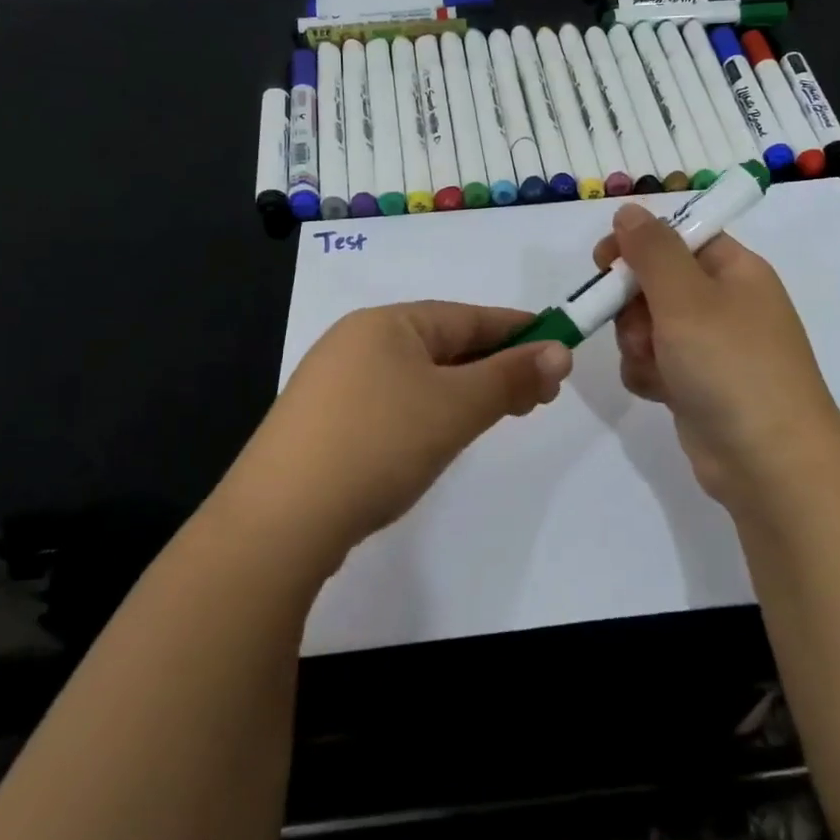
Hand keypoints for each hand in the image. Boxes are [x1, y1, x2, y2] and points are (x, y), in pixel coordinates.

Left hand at [220, 303, 572, 576]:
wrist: (278, 523)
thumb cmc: (378, 444)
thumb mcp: (456, 407)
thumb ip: (511, 377)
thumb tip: (561, 351)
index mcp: (387, 322)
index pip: (469, 317)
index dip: (518, 332)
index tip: (559, 348)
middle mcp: (357, 341)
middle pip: (444, 345)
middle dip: (495, 367)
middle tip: (539, 396)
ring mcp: (334, 384)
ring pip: (419, 377)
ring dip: (465, 392)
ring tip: (499, 416)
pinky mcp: (323, 425)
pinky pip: (393, 403)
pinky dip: (429, 412)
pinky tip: (440, 437)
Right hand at [595, 203, 839, 503]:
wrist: (770, 463)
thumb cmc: (731, 365)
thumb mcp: (687, 298)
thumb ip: (652, 250)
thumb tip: (630, 211)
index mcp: (735, 271)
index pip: (679, 237)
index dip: (639, 244)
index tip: (604, 261)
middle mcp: (725, 303)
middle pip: (656, 282)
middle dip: (634, 305)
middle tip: (639, 328)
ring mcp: (712, 347)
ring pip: (648, 325)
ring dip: (637, 344)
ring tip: (654, 366)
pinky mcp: (697, 384)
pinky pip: (655, 362)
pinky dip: (648, 374)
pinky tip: (658, 392)